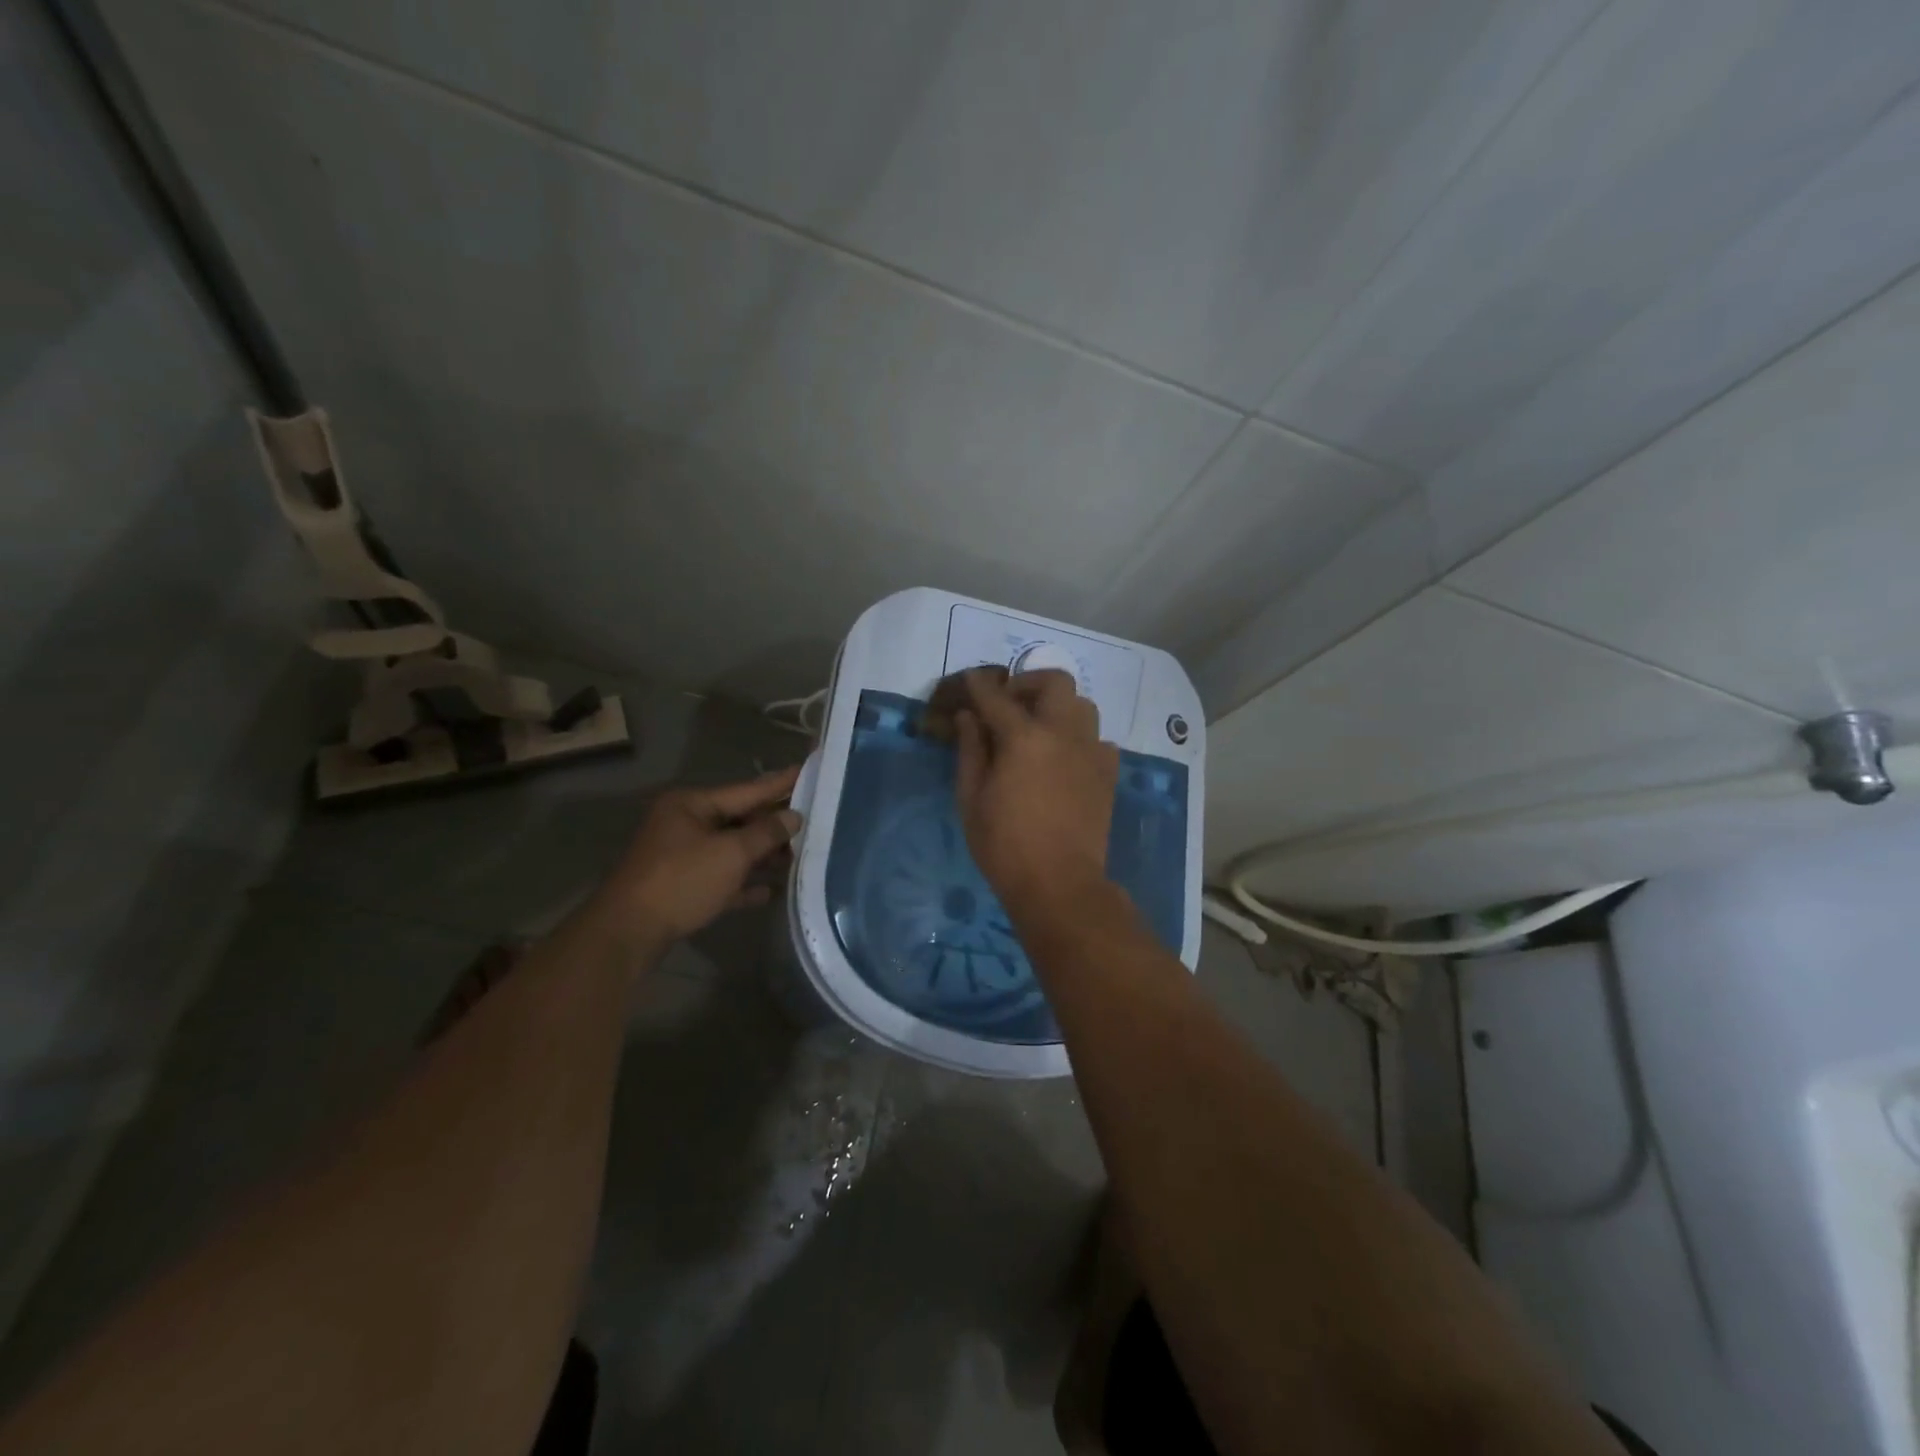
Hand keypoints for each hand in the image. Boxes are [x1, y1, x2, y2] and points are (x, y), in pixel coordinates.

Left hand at [588, 764, 801, 949]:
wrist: (629, 932)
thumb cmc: (682, 881)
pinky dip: (744, 882)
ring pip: (732, 850)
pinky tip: (770, 891)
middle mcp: (686, 824)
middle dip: (774, 825)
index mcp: (692, 805)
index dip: (780, 783)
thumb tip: (793, 817)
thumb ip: (766, 833)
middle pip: (740, 819)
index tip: (807, 769)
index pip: (747, 790)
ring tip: (799, 857)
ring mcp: (682, 856)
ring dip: (763, 856)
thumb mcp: (731, 853)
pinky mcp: (682, 886)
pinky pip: (722, 878)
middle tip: (814, 820)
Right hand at [954, 668, 1118, 916]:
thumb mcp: (972, 798)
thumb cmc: (1004, 844)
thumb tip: (969, 718)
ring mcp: (1091, 751)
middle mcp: (1063, 733)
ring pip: (1082, 706)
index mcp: (1024, 737)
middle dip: (1029, 684)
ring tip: (1039, 729)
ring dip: (1058, 707)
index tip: (971, 679)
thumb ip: (971, 750)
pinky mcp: (1107, 773)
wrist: (1059, 883)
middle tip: (1010, 704)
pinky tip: (1064, 759)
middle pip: (1055, 683)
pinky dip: (1080, 738)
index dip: (980, 686)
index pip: (997, 698)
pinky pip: (1098, 739)